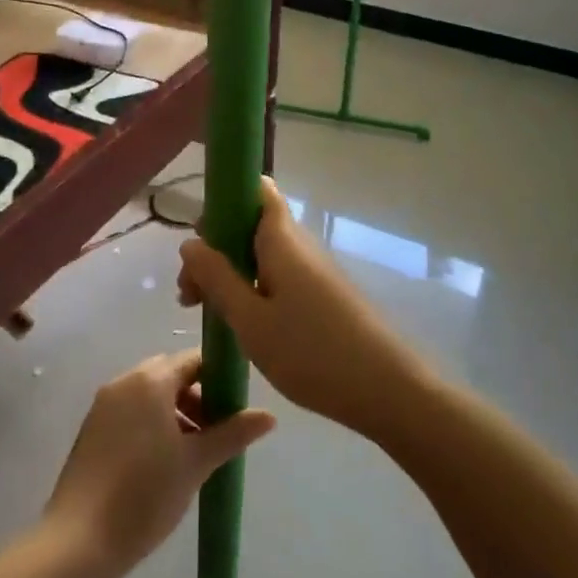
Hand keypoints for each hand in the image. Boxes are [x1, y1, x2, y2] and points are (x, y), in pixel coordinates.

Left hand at [43, 349, 274, 577]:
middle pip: (171, 375)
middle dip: (198, 398)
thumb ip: (233, 433)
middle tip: (216, 435)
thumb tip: (269, 415)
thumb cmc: (145, 494)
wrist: (78, 542)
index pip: (194, 360)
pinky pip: (131, 413)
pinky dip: (151, 425)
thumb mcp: (197, 463)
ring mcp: (103, 405)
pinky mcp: (91, 430)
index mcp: (151, 380)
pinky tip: (162, 464)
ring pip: (150, 395)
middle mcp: (124, 381)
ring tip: (193, 455)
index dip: (220, 378)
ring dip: (176, 414)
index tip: (236, 408)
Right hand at [178, 178, 429, 439]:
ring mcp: (314, 269)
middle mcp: (299, 244)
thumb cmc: (312, 352)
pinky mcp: (323, 294)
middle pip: (251, 224)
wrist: (387, 389)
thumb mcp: (251, 320)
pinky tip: (243, 324)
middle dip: (216, 248)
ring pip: (263, 253)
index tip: (199, 239)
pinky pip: (279, 275)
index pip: (256, 188)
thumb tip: (190, 242)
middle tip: (191, 294)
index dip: (224, 200)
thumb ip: (217, 278)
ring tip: (209, 313)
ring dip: (231, 273)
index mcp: (281, 238)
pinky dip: (254, 289)